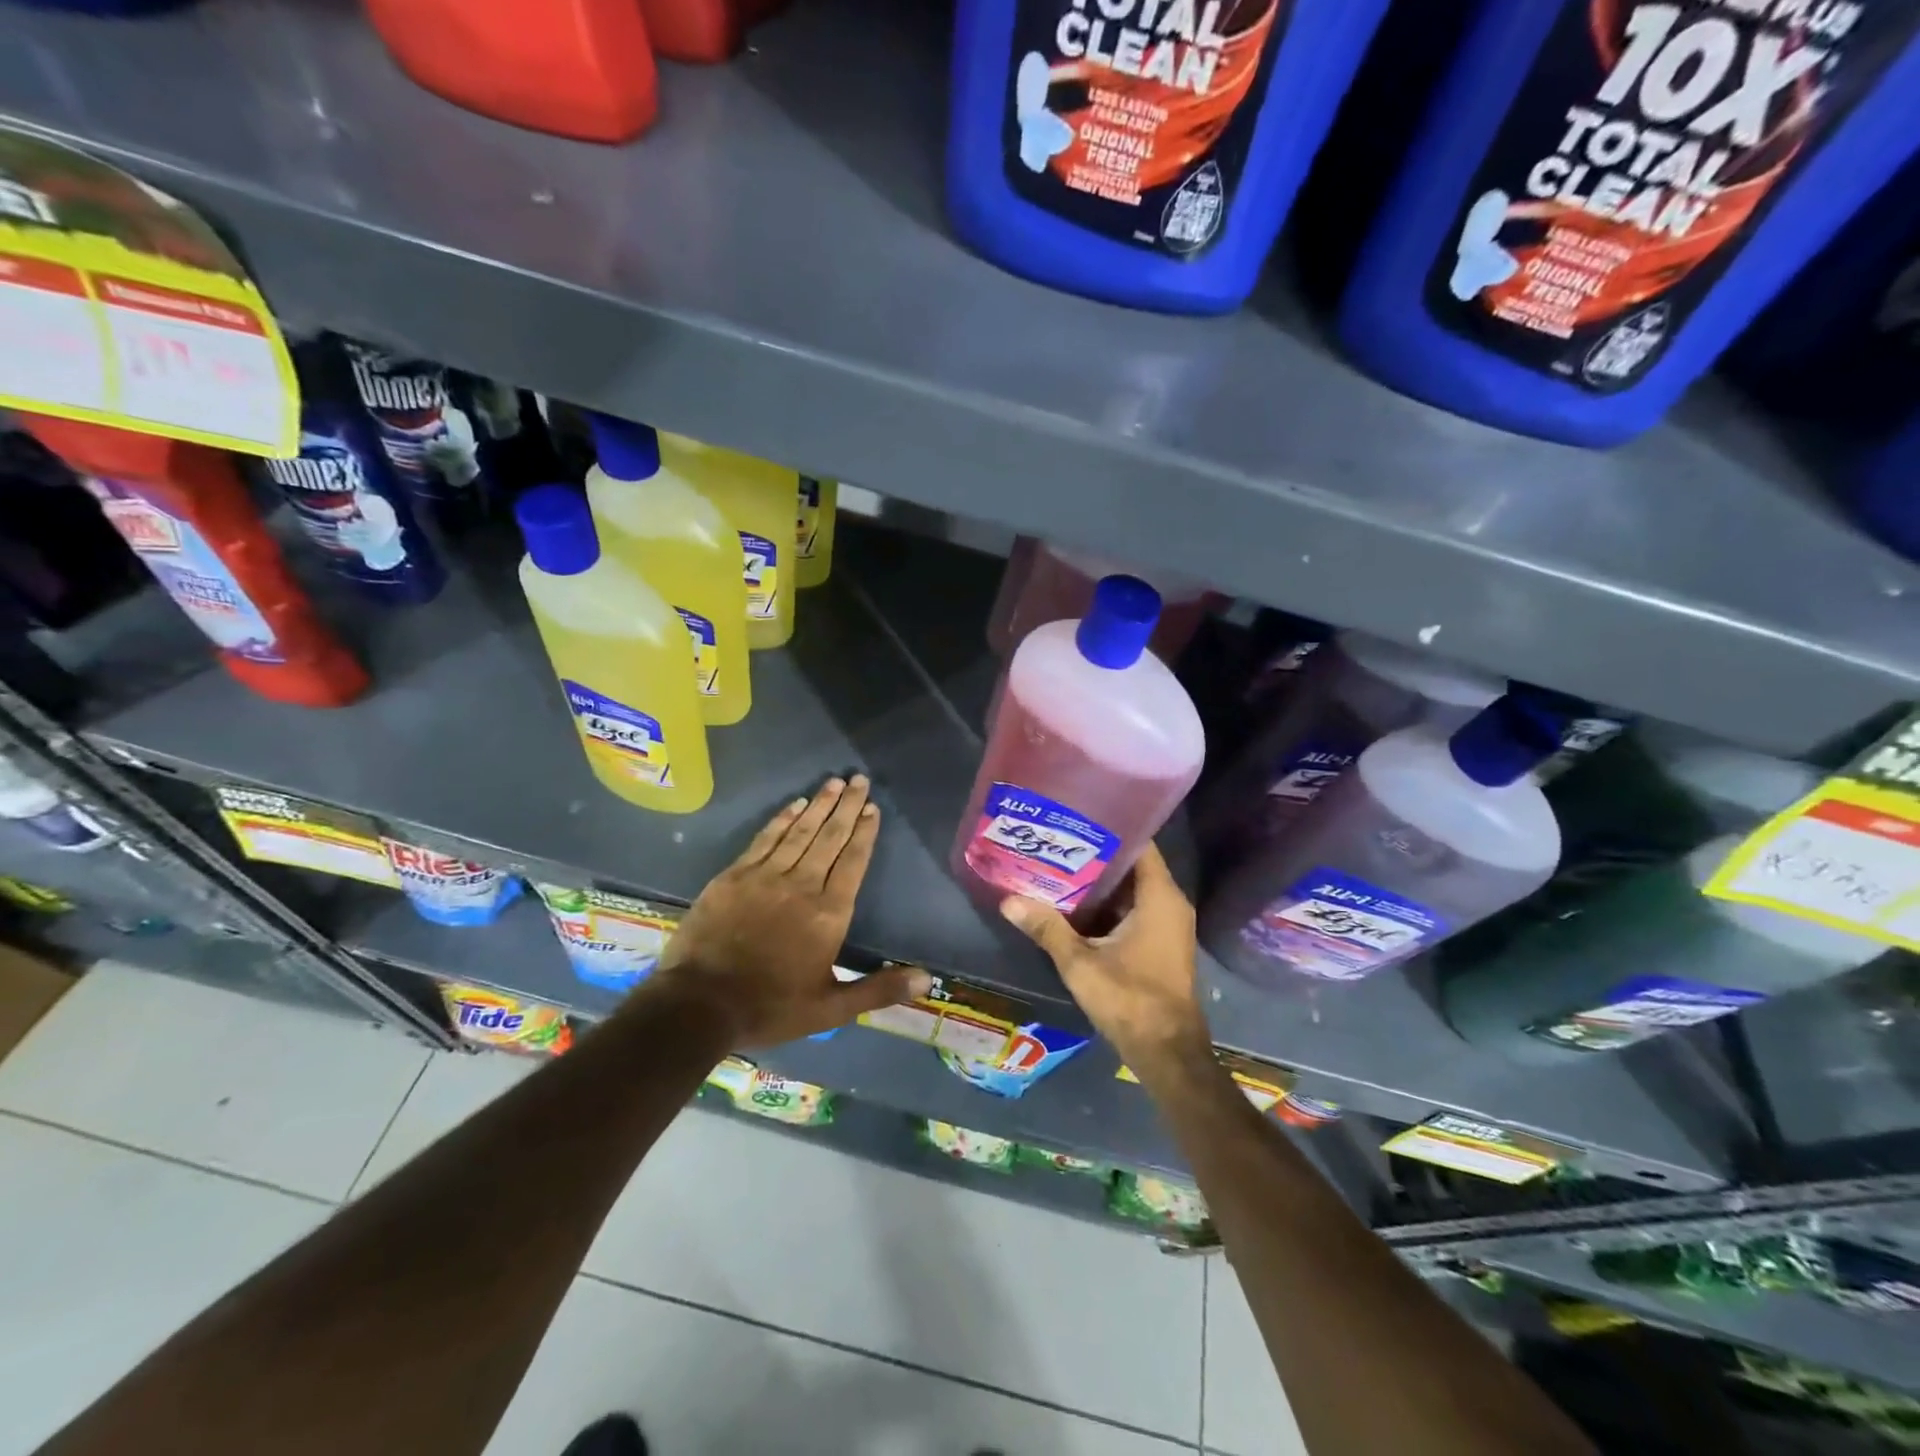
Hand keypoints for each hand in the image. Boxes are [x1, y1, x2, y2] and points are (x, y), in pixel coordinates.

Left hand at [653, 774, 931, 1046]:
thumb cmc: (771, 1007)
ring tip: (834, 782)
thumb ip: (879, 989)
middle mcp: (802, 886)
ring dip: (819, 805)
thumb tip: (926, 980)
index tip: (873, 808)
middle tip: (859, 779)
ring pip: (799, 832)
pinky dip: (782, 819)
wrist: (700, 1005)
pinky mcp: (734, 876)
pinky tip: (794, 804)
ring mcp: (765, 877)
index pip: (853, 862)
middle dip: (847, 807)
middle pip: (830, 838)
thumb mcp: (831, 1008)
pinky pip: (765, 839)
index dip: (864, 833)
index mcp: (828, 914)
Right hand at [998, 843, 1211, 1075]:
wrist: (1167, 1052)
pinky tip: (1073, 903)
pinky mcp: (1160, 942)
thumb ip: (1047, 928)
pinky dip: (1107, 904)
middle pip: (1132, 865)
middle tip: (1056, 841)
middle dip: (1095, 854)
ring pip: (1131, 889)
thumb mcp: (1080, 962)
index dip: (1108, 829)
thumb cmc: (1130, 999)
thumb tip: (1008, 900)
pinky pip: (1133, 909)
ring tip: (1057, 864)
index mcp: (1159, 897)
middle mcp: (1169, 903)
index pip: (1139, 844)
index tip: (1074, 819)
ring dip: (1099, 881)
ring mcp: (1167, 924)